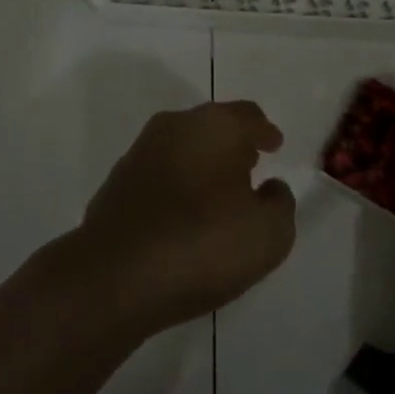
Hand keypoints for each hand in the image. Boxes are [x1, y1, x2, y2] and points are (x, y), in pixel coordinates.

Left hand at [74, 101, 295, 334]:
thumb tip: (269, 188)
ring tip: (219, 195)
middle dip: (233, 144)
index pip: (248, 117)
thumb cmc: (203, 245)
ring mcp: (140, 152)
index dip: (265, 132)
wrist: (115, 276)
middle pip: (213, 126)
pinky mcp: (117, 182)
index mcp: (215, 125)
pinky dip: (177, 185)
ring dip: (203, 164)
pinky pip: (160, 174)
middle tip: (250, 168)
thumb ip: (280, 203)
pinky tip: (184, 215)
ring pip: (183, 148)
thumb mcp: (269, 234)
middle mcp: (175, 126)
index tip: (274, 146)